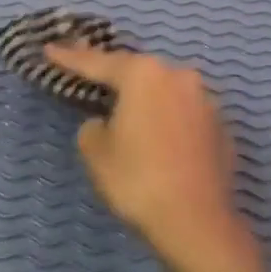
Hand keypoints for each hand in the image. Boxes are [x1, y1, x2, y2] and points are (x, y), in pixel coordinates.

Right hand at [45, 44, 268, 271]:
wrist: (197, 222)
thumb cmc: (137, 180)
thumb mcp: (95, 151)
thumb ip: (93, 126)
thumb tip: (107, 124)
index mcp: (144, 75)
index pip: (98, 62)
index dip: (70, 57)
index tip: (50, 49)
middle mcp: (178, 77)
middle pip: (138, 72)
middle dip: (114, 75)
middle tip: (90, 76)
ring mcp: (205, 101)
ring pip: (165, 91)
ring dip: (145, 99)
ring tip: (126, 111)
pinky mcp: (221, 127)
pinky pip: (184, 114)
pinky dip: (167, 121)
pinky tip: (157, 139)